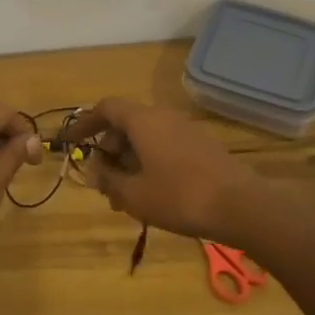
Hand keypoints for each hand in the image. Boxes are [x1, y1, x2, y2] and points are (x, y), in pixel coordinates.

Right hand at [70, 99, 263, 243]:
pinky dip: (150, 162)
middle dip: (109, 149)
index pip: (106, 108)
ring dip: (130, 159)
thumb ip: (109, 180)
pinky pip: (165, 145)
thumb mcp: (135, 195)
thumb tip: (94, 170)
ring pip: (146, 137)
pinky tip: (152, 193)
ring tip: (125, 194)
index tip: (72, 141)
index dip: (85, 123)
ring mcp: (185, 129)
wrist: (242, 206)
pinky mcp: (201, 146)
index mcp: (142, 120)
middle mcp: (162, 116)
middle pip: (126, 123)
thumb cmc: (180, 197)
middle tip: (103, 179)